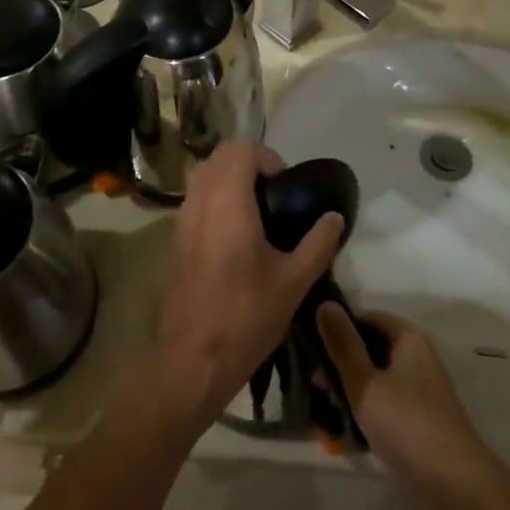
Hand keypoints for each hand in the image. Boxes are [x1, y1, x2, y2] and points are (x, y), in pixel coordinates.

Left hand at [152, 143, 344, 430]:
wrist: (194, 359)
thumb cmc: (246, 315)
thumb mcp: (294, 281)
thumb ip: (318, 243)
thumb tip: (334, 217)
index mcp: (228, 202)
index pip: (241, 150)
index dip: (267, 159)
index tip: (286, 188)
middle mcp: (200, 201)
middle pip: (219, 157)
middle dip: (249, 165)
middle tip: (275, 196)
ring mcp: (182, 220)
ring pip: (203, 177)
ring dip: (229, 181)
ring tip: (258, 215)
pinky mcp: (175, 240)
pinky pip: (195, 200)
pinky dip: (215, 200)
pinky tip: (237, 238)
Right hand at [317, 306, 498, 509]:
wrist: (456, 484)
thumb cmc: (406, 423)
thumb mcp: (365, 381)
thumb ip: (342, 344)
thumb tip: (324, 303)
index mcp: (407, 339)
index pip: (366, 318)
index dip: (337, 329)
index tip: (311, 348)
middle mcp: (416, 358)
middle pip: (369, 350)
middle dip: (338, 367)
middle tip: (314, 387)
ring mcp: (418, 391)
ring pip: (373, 381)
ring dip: (346, 394)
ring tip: (321, 416)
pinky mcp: (418, 420)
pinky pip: (383, 407)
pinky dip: (363, 415)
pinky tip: (340, 436)